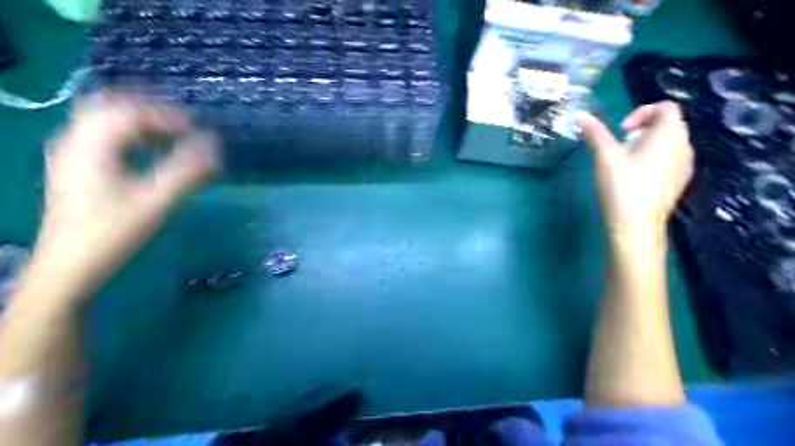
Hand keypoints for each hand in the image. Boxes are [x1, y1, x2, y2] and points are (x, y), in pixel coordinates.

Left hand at [26, 92, 215, 303]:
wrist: (69, 267)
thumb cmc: (114, 234)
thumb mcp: (157, 203)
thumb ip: (188, 173)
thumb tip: (215, 148)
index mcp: (92, 145)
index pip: (132, 112)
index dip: (169, 116)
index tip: (200, 130)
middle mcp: (75, 141)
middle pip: (112, 106)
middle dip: (151, 110)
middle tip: (184, 125)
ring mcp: (71, 154)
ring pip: (105, 120)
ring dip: (140, 122)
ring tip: (173, 137)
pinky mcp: (75, 168)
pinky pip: (102, 137)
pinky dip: (129, 136)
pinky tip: (149, 152)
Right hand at [578, 100, 696, 240]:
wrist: (636, 226)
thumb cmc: (623, 186)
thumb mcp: (605, 156)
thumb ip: (595, 133)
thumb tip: (581, 115)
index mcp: (670, 134)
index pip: (665, 107)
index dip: (642, 112)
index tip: (621, 130)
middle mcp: (685, 146)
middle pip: (668, 125)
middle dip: (643, 129)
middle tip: (620, 146)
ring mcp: (685, 166)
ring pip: (669, 144)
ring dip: (648, 145)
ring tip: (626, 163)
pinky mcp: (679, 183)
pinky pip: (670, 161)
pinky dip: (654, 161)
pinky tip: (635, 178)